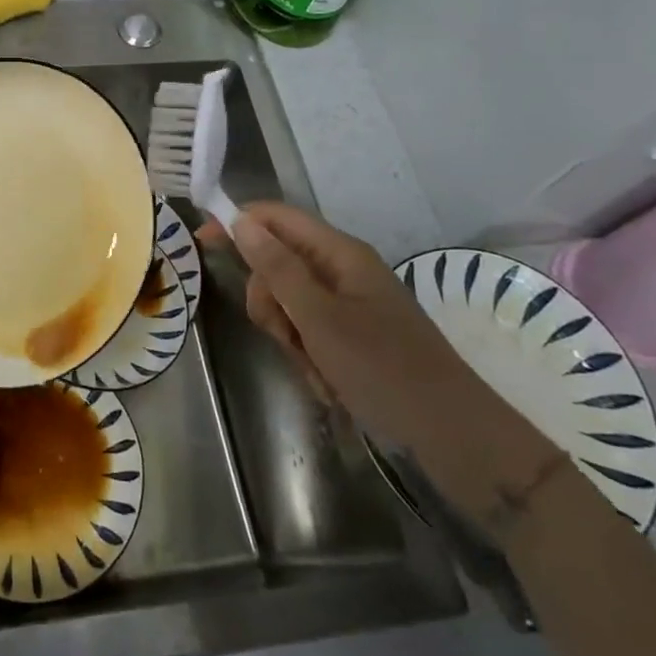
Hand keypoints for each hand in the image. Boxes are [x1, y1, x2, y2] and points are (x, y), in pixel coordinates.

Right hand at [211, 202, 559, 517]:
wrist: (454, 437)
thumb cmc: (385, 369)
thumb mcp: (320, 318)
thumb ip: (277, 268)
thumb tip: (241, 220)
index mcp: (340, 254)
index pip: (276, 218)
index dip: (237, 223)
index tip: (201, 243)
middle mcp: (343, 271)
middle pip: (277, 264)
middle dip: (269, 300)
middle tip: (284, 334)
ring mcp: (349, 306)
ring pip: (288, 303)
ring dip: (289, 335)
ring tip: (314, 367)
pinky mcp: (352, 336)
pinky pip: (309, 332)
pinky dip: (308, 356)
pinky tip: (327, 384)